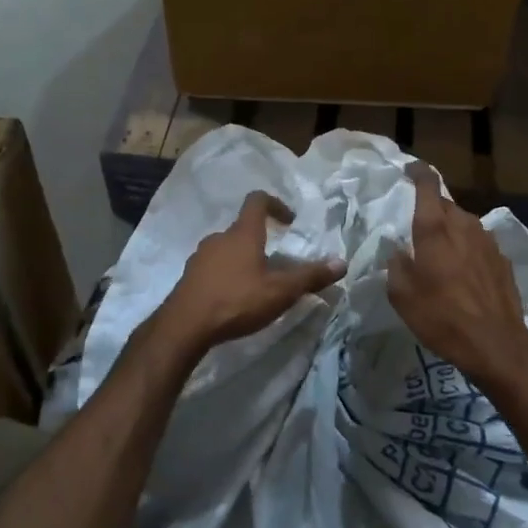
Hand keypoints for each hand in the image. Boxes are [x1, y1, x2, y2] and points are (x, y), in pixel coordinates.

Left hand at [156, 192, 343, 350]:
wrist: (185, 326)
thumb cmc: (237, 301)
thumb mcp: (280, 291)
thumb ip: (310, 276)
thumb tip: (342, 262)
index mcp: (243, 233)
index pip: (257, 201)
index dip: (275, 204)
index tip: (289, 221)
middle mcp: (219, 238)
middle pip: (242, 228)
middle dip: (261, 240)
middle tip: (276, 261)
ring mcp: (200, 257)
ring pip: (226, 249)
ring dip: (242, 259)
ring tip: (256, 283)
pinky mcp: (189, 277)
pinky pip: (212, 267)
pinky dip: (226, 275)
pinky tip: (234, 298)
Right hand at [389, 163, 527, 385]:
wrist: (496, 344)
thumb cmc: (440, 316)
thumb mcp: (401, 295)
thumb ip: (396, 265)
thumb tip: (398, 251)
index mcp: (434, 228)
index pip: (427, 184)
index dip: (417, 172)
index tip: (409, 170)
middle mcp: (463, 225)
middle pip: (445, 204)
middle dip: (431, 210)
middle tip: (417, 230)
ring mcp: (488, 241)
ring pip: (464, 224)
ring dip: (451, 232)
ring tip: (440, 256)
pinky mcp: (502, 260)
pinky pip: (479, 245)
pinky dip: (468, 251)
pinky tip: (463, 275)